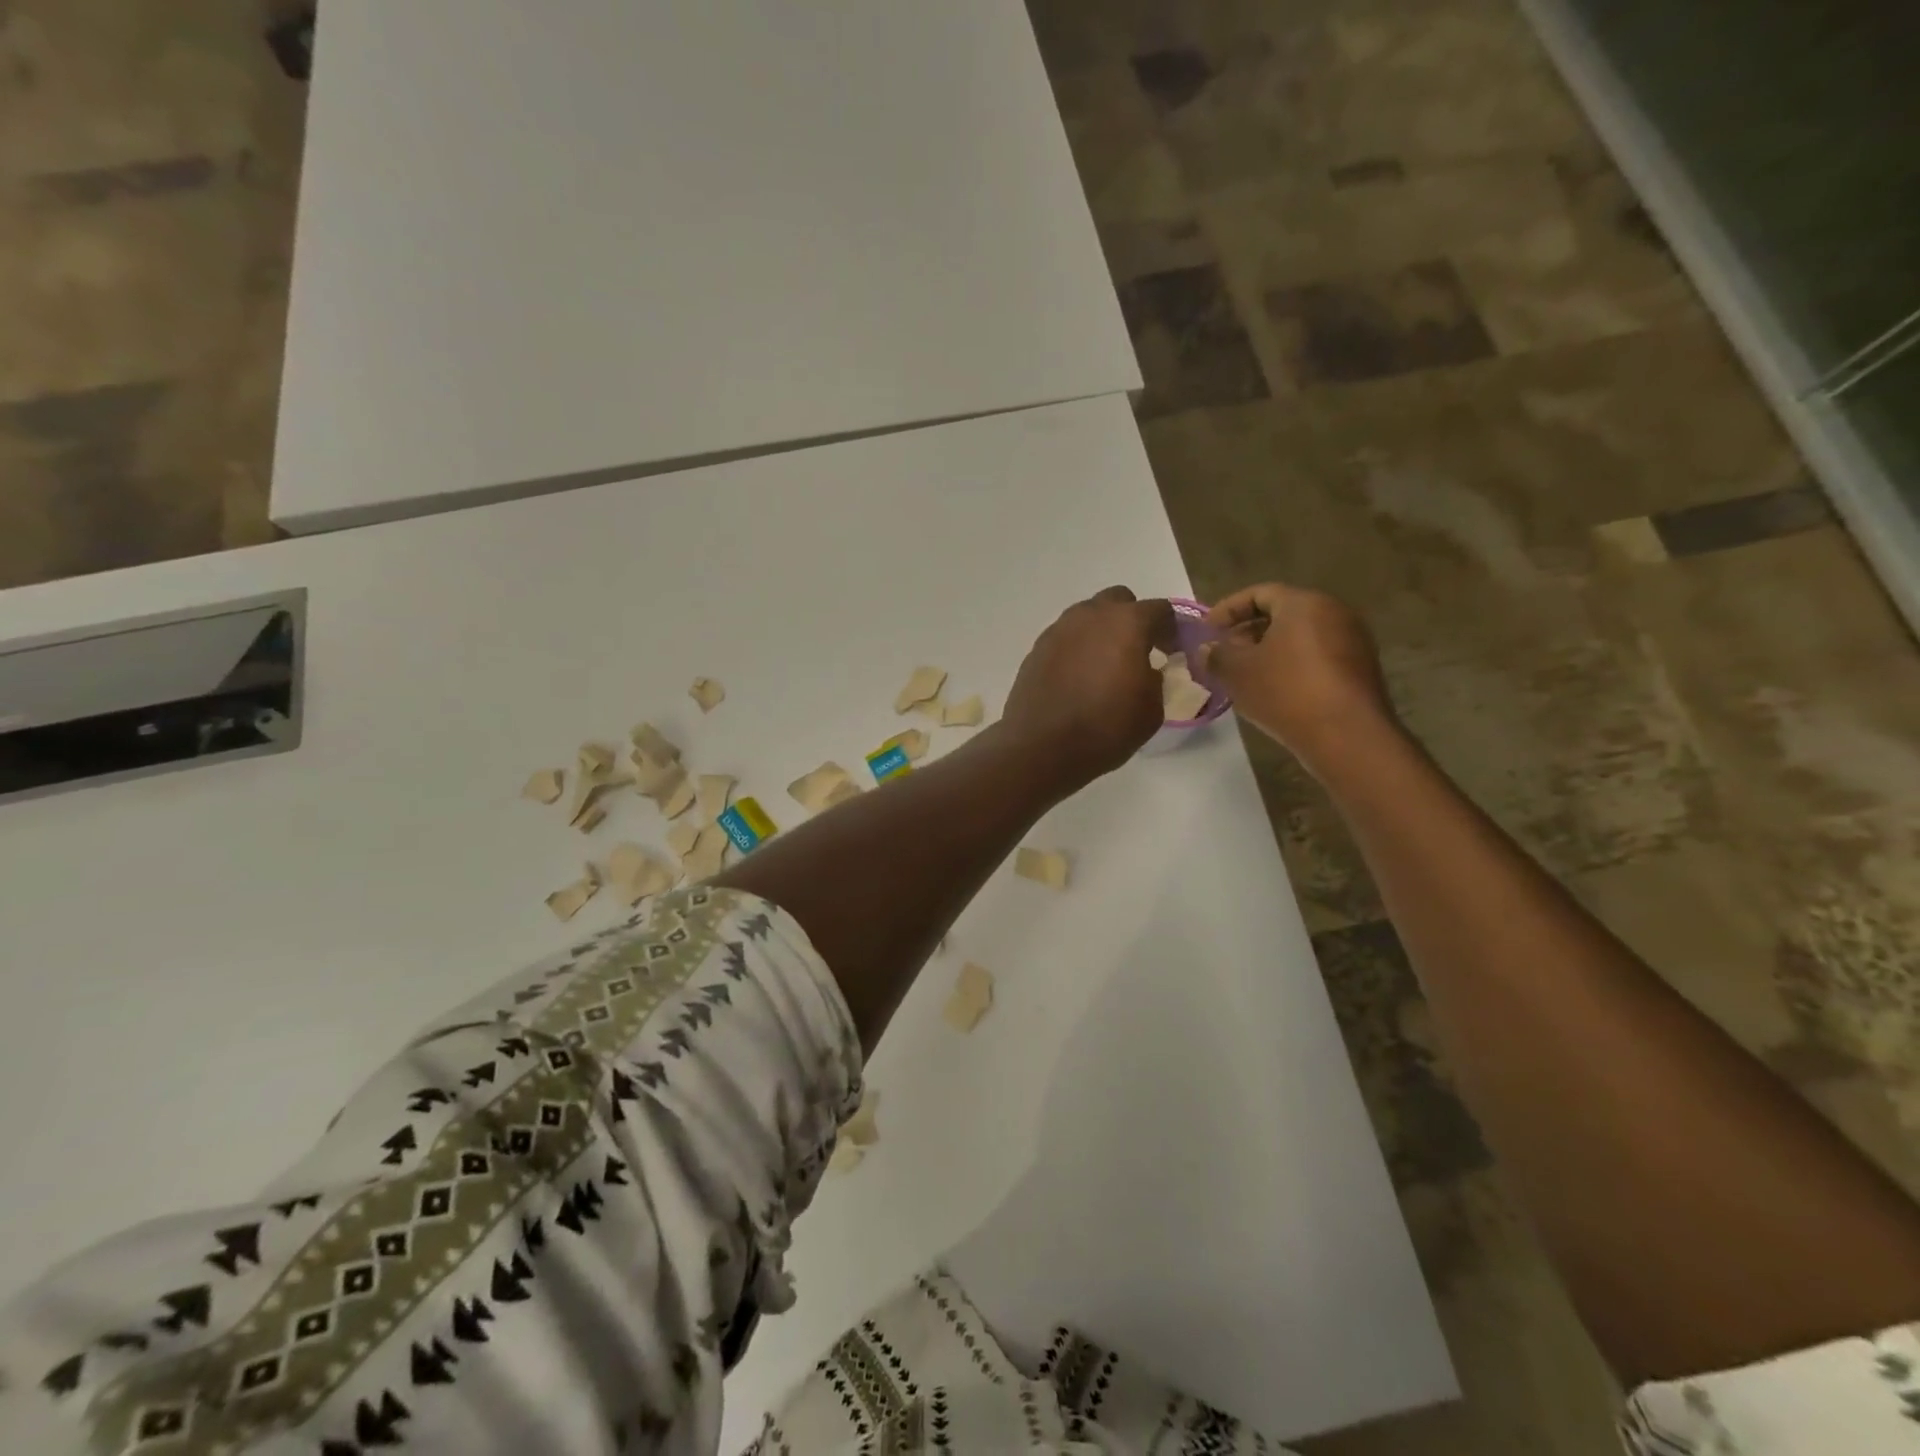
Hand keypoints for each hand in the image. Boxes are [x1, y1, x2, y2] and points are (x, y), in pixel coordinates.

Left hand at [1002, 586, 1173, 791]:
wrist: (1042, 748)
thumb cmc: (1106, 729)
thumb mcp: (1151, 710)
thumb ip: (1155, 680)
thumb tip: (1145, 671)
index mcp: (1127, 623)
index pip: (1159, 610)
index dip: (1171, 629)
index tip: (1173, 651)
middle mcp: (1090, 616)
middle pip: (1118, 601)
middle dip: (1131, 620)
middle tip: (1137, 651)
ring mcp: (1059, 630)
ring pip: (1087, 617)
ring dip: (1100, 632)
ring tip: (1104, 665)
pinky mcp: (1036, 649)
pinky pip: (1065, 638)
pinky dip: (1076, 649)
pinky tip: (1077, 677)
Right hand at [1201, 583, 1398, 777]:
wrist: (1347, 736)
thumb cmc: (1286, 692)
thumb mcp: (1238, 672)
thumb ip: (1216, 655)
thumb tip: (1207, 649)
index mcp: (1304, 603)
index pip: (1259, 593)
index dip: (1228, 609)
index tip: (1207, 630)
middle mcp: (1334, 613)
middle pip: (1282, 614)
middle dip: (1248, 631)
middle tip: (1223, 653)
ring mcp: (1352, 641)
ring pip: (1300, 637)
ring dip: (1269, 651)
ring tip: (1244, 675)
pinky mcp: (1360, 669)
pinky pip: (1316, 656)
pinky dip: (1291, 665)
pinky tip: (1273, 690)